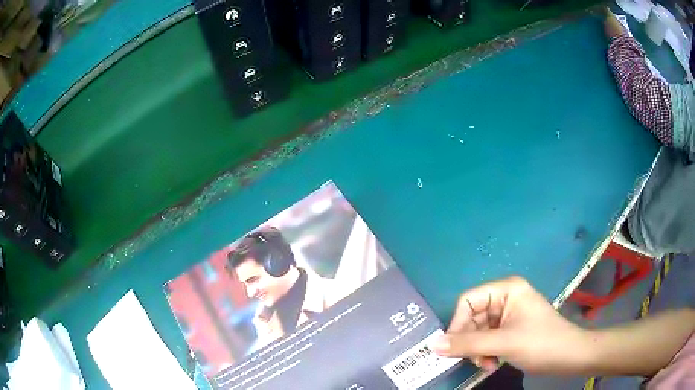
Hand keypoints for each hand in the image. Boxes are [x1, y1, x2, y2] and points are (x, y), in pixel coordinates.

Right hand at [431, 276, 589, 373]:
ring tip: (486, 365)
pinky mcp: (511, 329)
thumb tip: (432, 345)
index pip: (468, 301)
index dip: (457, 324)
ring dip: (477, 350)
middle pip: (472, 318)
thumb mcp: (503, 344)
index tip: (452, 348)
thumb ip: (467, 344)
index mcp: (506, 289)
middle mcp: (506, 298)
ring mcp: (509, 314)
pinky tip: (492, 364)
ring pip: (478, 331)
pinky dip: (485, 353)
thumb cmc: (541, 343)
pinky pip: (487, 339)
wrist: (569, 356)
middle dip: (470, 342)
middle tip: (474, 360)